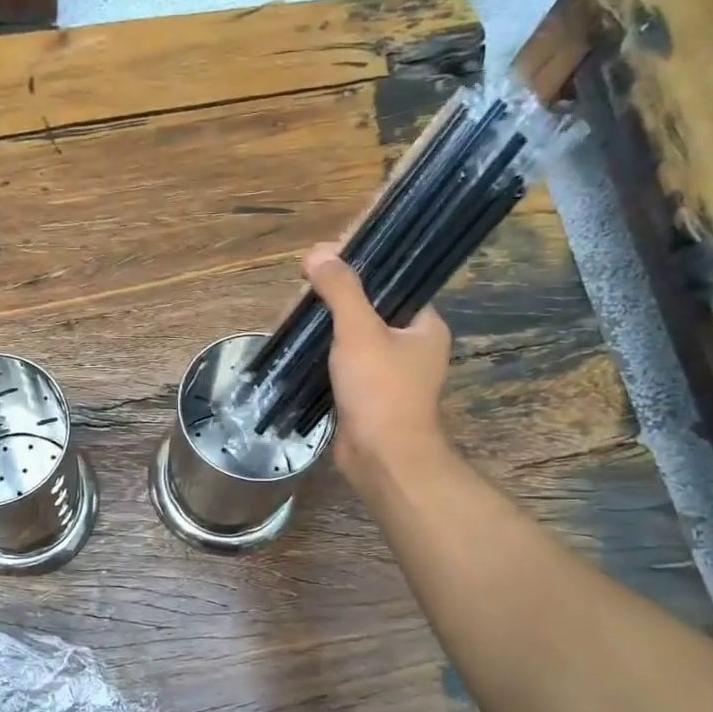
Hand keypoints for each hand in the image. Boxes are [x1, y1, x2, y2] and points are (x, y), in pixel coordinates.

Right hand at [302, 243, 453, 493]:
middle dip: (329, 300)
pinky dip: (319, 354)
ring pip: (350, 337)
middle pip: (366, 307)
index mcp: (423, 324)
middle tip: (297, 297)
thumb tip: (318, 252)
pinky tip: (294, 348)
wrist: (382, 458)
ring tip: (289, 319)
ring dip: (321, 328)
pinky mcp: (365, 395)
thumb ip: (340, 289)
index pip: (391, 281)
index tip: (322, 262)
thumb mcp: (359, 330)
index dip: (357, 267)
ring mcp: (387, 373)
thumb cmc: (380, 389)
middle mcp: (410, 345)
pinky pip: (340, 363)